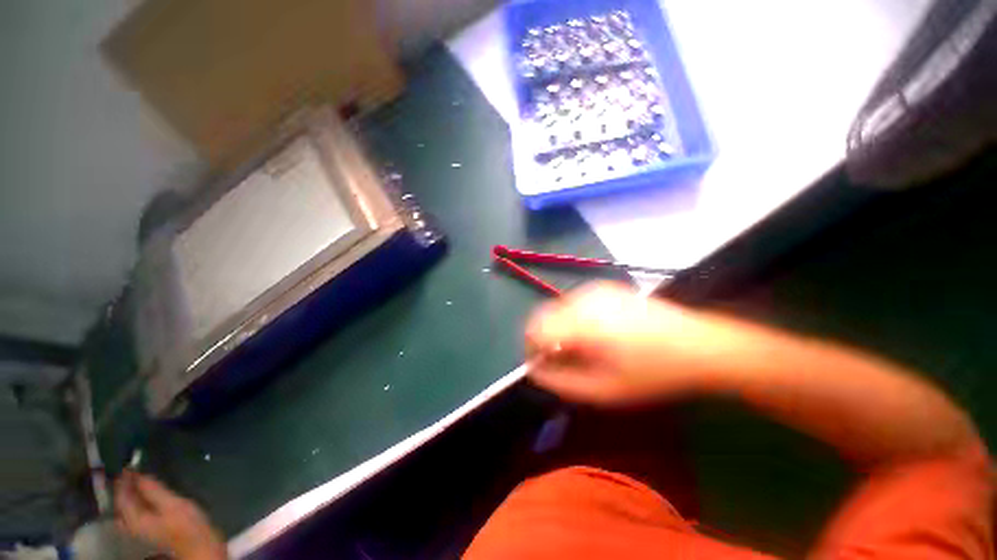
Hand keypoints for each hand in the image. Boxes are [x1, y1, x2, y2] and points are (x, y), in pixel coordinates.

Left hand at [114, 470, 226, 559]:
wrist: (199, 547)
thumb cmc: (187, 525)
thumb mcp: (173, 505)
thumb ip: (154, 491)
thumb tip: (138, 474)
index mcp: (133, 518)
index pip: (121, 495)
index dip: (124, 479)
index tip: (128, 463)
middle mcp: (130, 524)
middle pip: (121, 503)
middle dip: (123, 487)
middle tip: (130, 469)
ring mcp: (139, 528)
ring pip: (126, 508)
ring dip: (128, 494)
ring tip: (136, 479)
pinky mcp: (149, 528)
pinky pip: (134, 511)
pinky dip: (136, 501)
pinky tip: (144, 496)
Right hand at [525, 282, 745, 404]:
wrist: (699, 345)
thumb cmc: (652, 373)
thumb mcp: (604, 390)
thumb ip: (561, 382)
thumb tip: (534, 371)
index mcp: (582, 323)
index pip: (534, 329)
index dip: (531, 348)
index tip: (542, 365)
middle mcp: (583, 299)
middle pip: (542, 315)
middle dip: (544, 338)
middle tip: (563, 359)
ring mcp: (595, 289)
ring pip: (558, 308)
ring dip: (559, 327)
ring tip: (582, 347)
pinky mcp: (606, 286)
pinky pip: (575, 301)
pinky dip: (573, 317)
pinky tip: (596, 332)